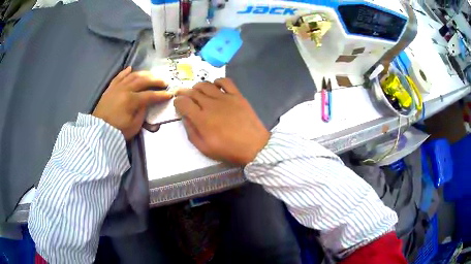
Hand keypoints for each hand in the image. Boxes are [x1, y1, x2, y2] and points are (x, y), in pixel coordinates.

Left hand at [93, 67, 172, 139]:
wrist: (99, 131)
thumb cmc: (117, 131)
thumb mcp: (134, 126)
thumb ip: (142, 112)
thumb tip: (146, 103)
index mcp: (131, 100)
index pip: (150, 95)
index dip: (161, 95)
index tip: (169, 94)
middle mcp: (125, 89)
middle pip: (143, 80)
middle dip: (155, 80)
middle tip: (164, 82)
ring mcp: (116, 87)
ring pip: (132, 75)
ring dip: (144, 74)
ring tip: (151, 75)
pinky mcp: (110, 88)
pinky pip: (118, 76)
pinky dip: (125, 72)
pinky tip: (131, 68)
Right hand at [174, 78, 269, 164]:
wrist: (254, 147)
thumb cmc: (229, 150)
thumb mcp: (205, 148)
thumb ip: (191, 132)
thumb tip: (185, 118)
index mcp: (202, 119)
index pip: (183, 103)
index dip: (177, 101)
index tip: (177, 103)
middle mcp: (211, 105)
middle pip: (193, 92)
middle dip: (184, 92)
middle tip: (182, 93)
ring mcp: (225, 98)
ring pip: (206, 85)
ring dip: (198, 86)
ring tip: (196, 90)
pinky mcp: (237, 95)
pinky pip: (225, 81)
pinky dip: (218, 81)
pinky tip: (215, 86)